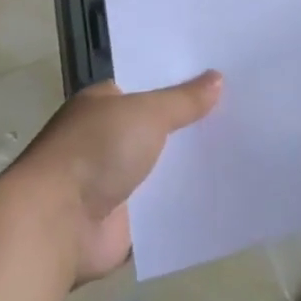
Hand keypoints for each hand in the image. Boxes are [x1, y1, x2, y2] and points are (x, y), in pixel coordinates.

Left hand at [9, 73, 222, 282]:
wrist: (56, 225)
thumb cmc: (95, 152)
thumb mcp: (146, 113)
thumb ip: (183, 100)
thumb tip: (217, 78)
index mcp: (104, 104)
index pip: (148, 85)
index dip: (181, 81)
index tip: (221, 75)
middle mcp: (108, 139)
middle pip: (159, 126)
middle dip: (192, 122)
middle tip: (243, 109)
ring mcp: (115, 181)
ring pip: (164, 166)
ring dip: (192, 164)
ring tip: (244, 148)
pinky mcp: (125, 221)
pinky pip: (165, 206)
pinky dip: (187, 201)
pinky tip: (224, 191)